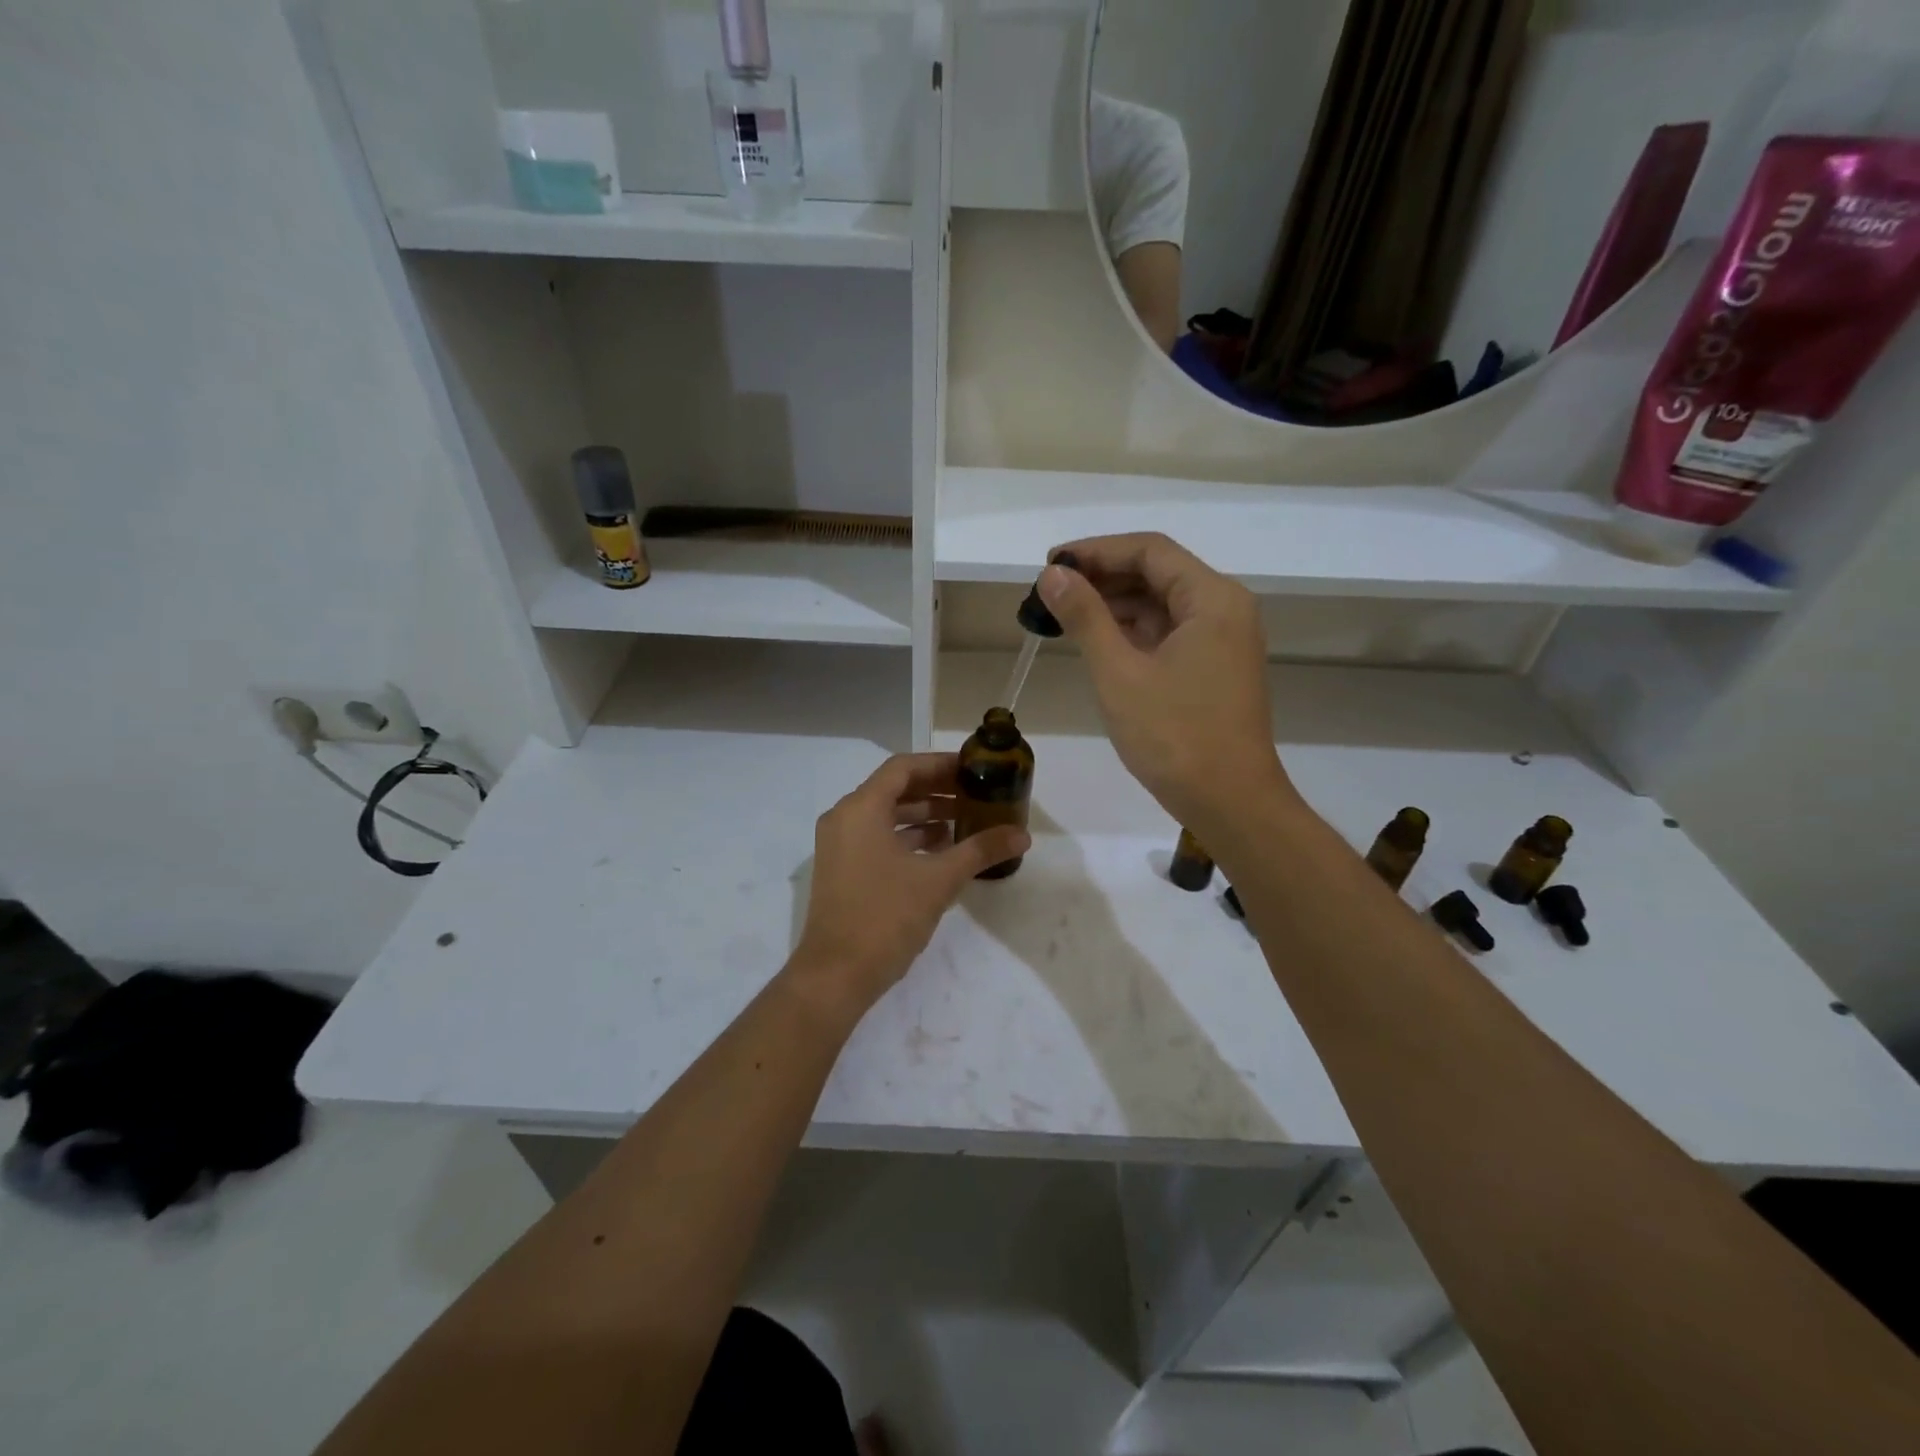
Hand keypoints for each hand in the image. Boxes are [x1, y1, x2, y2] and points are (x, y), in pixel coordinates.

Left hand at [789, 754, 1029, 1017]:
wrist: (836, 975)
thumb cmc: (886, 917)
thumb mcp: (939, 880)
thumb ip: (980, 850)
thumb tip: (1022, 835)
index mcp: (861, 809)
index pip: (903, 768)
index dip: (940, 764)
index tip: (973, 769)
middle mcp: (844, 818)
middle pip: (894, 789)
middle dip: (936, 790)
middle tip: (975, 794)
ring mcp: (839, 846)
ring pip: (886, 816)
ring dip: (924, 815)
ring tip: (965, 822)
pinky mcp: (841, 870)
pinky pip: (877, 838)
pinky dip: (908, 838)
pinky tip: (941, 851)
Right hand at [1038, 533, 1294, 834]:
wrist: (1230, 803)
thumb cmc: (1174, 736)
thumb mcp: (1119, 673)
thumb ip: (1085, 616)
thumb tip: (1052, 574)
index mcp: (1212, 599)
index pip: (1149, 551)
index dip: (1096, 551)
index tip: (1050, 564)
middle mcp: (1224, 609)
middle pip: (1158, 573)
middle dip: (1103, 577)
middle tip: (1050, 592)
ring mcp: (1222, 640)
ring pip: (1162, 605)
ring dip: (1115, 605)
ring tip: (1063, 615)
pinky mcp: (1214, 668)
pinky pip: (1169, 633)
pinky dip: (1133, 632)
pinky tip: (1097, 641)